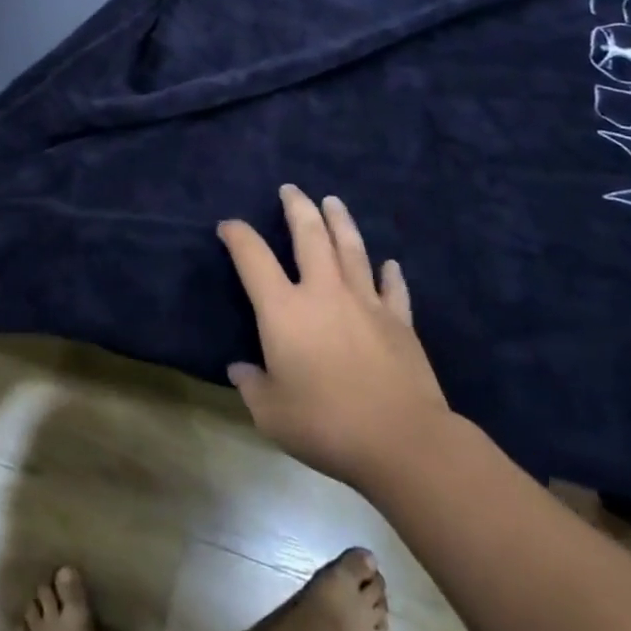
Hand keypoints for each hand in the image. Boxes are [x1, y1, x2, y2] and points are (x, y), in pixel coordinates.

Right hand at [221, 186, 450, 488]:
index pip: (253, 257)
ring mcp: (365, 302)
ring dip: (340, 221)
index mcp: (284, 309)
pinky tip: (389, 263)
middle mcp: (323, 292)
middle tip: (291, 189)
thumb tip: (240, 369)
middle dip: (297, 207)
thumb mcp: (271, 414)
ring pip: (351, 248)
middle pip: (309, 235)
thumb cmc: (326, 424)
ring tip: (332, 201)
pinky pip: (393, 288)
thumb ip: (252, 386)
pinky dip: (390, 273)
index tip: (228, 226)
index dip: (238, 235)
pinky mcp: (399, 321)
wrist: (402, 440)